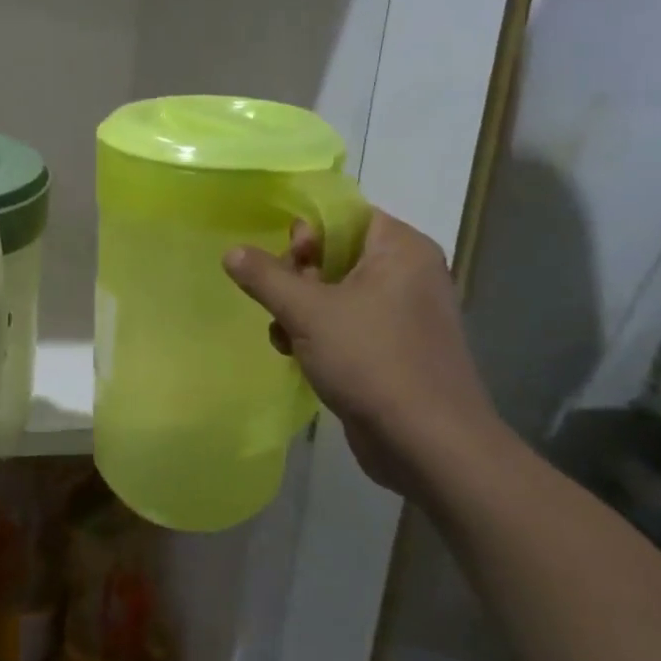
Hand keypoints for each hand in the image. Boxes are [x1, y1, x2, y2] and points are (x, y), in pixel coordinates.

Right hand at [223, 210, 510, 500]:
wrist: (428, 445)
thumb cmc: (372, 361)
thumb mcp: (307, 312)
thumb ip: (265, 276)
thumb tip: (232, 251)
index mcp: (401, 250)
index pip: (345, 215)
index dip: (308, 230)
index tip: (284, 257)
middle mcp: (408, 274)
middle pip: (336, 253)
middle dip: (297, 275)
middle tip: (280, 299)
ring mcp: (403, 314)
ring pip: (335, 291)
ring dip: (299, 308)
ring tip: (283, 333)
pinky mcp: (394, 349)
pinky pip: (347, 323)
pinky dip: (318, 333)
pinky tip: (296, 354)